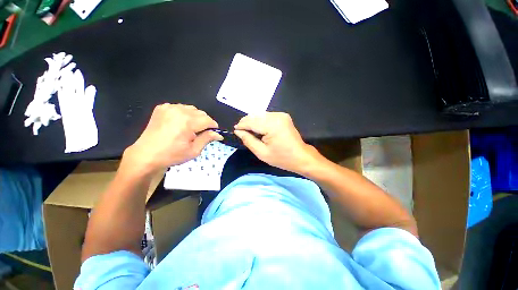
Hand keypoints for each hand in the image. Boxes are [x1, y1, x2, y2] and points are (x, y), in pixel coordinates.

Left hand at [123, 104, 222, 174]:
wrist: (146, 155)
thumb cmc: (172, 155)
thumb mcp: (194, 150)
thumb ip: (207, 139)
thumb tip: (219, 134)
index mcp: (188, 122)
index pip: (209, 120)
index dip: (213, 127)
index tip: (212, 134)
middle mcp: (179, 111)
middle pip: (201, 113)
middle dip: (204, 122)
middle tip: (199, 133)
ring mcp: (169, 107)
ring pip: (192, 109)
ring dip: (195, 117)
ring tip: (189, 128)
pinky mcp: (162, 108)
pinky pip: (180, 107)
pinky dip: (184, 114)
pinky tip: (179, 124)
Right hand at [234, 112, 322, 173]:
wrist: (300, 156)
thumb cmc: (282, 158)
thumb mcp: (262, 153)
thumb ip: (248, 140)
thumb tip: (238, 132)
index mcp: (272, 125)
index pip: (251, 122)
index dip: (242, 125)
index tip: (235, 130)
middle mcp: (277, 116)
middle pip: (255, 116)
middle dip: (246, 123)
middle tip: (241, 131)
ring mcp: (281, 115)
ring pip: (260, 115)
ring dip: (253, 122)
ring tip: (249, 131)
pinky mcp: (283, 116)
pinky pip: (267, 116)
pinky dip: (260, 121)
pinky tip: (259, 129)